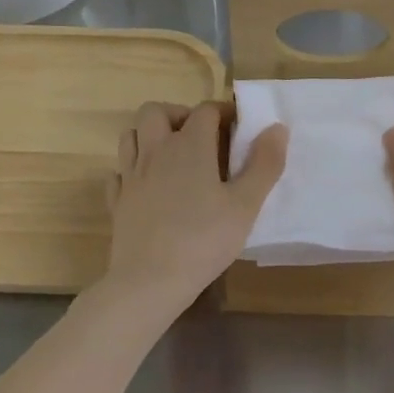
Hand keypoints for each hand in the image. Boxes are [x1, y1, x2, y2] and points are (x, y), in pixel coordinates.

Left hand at [104, 102, 287, 309]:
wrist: (149, 281)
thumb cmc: (204, 240)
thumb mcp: (245, 205)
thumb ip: (264, 164)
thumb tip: (276, 127)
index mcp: (189, 146)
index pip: (205, 111)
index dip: (223, 112)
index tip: (238, 127)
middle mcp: (155, 151)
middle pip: (156, 111)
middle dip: (178, 114)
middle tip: (199, 137)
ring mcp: (130, 176)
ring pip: (131, 136)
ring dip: (150, 136)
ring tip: (172, 156)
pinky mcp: (117, 201)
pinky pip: (119, 172)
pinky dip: (132, 170)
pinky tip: (147, 186)